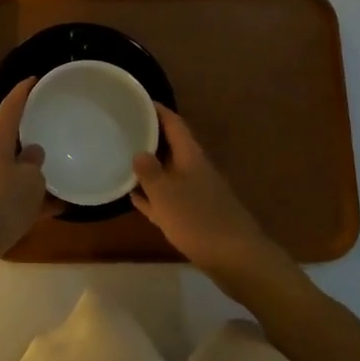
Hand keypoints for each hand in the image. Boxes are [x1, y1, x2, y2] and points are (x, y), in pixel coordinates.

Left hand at [0, 78, 58, 277]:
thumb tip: (32, 154)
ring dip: (36, 171)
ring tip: (64, 169)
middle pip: (11, 138)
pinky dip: (36, 199)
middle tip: (53, 123)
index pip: (10, 107)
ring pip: (16, 170)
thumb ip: (35, 163)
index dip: (22, 92)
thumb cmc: (2, 201)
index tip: (34, 79)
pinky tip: (60, 207)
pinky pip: (17, 196)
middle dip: (30, 132)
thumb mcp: (30, 180)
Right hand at [132, 106, 288, 283]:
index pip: (174, 124)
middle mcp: (194, 170)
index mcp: (190, 157)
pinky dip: (152, 195)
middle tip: (123, 128)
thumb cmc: (198, 220)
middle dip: (149, 137)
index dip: (157, 110)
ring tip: (122, 158)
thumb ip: (150, 172)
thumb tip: (139, 152)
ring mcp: (196, 194)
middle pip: (171, 146)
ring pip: (168, 173)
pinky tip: (134, 197)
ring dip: (149, 167)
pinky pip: (168, 199)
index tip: (136, 100)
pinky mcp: (195, 217)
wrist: (237, 260)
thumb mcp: (166, 193)